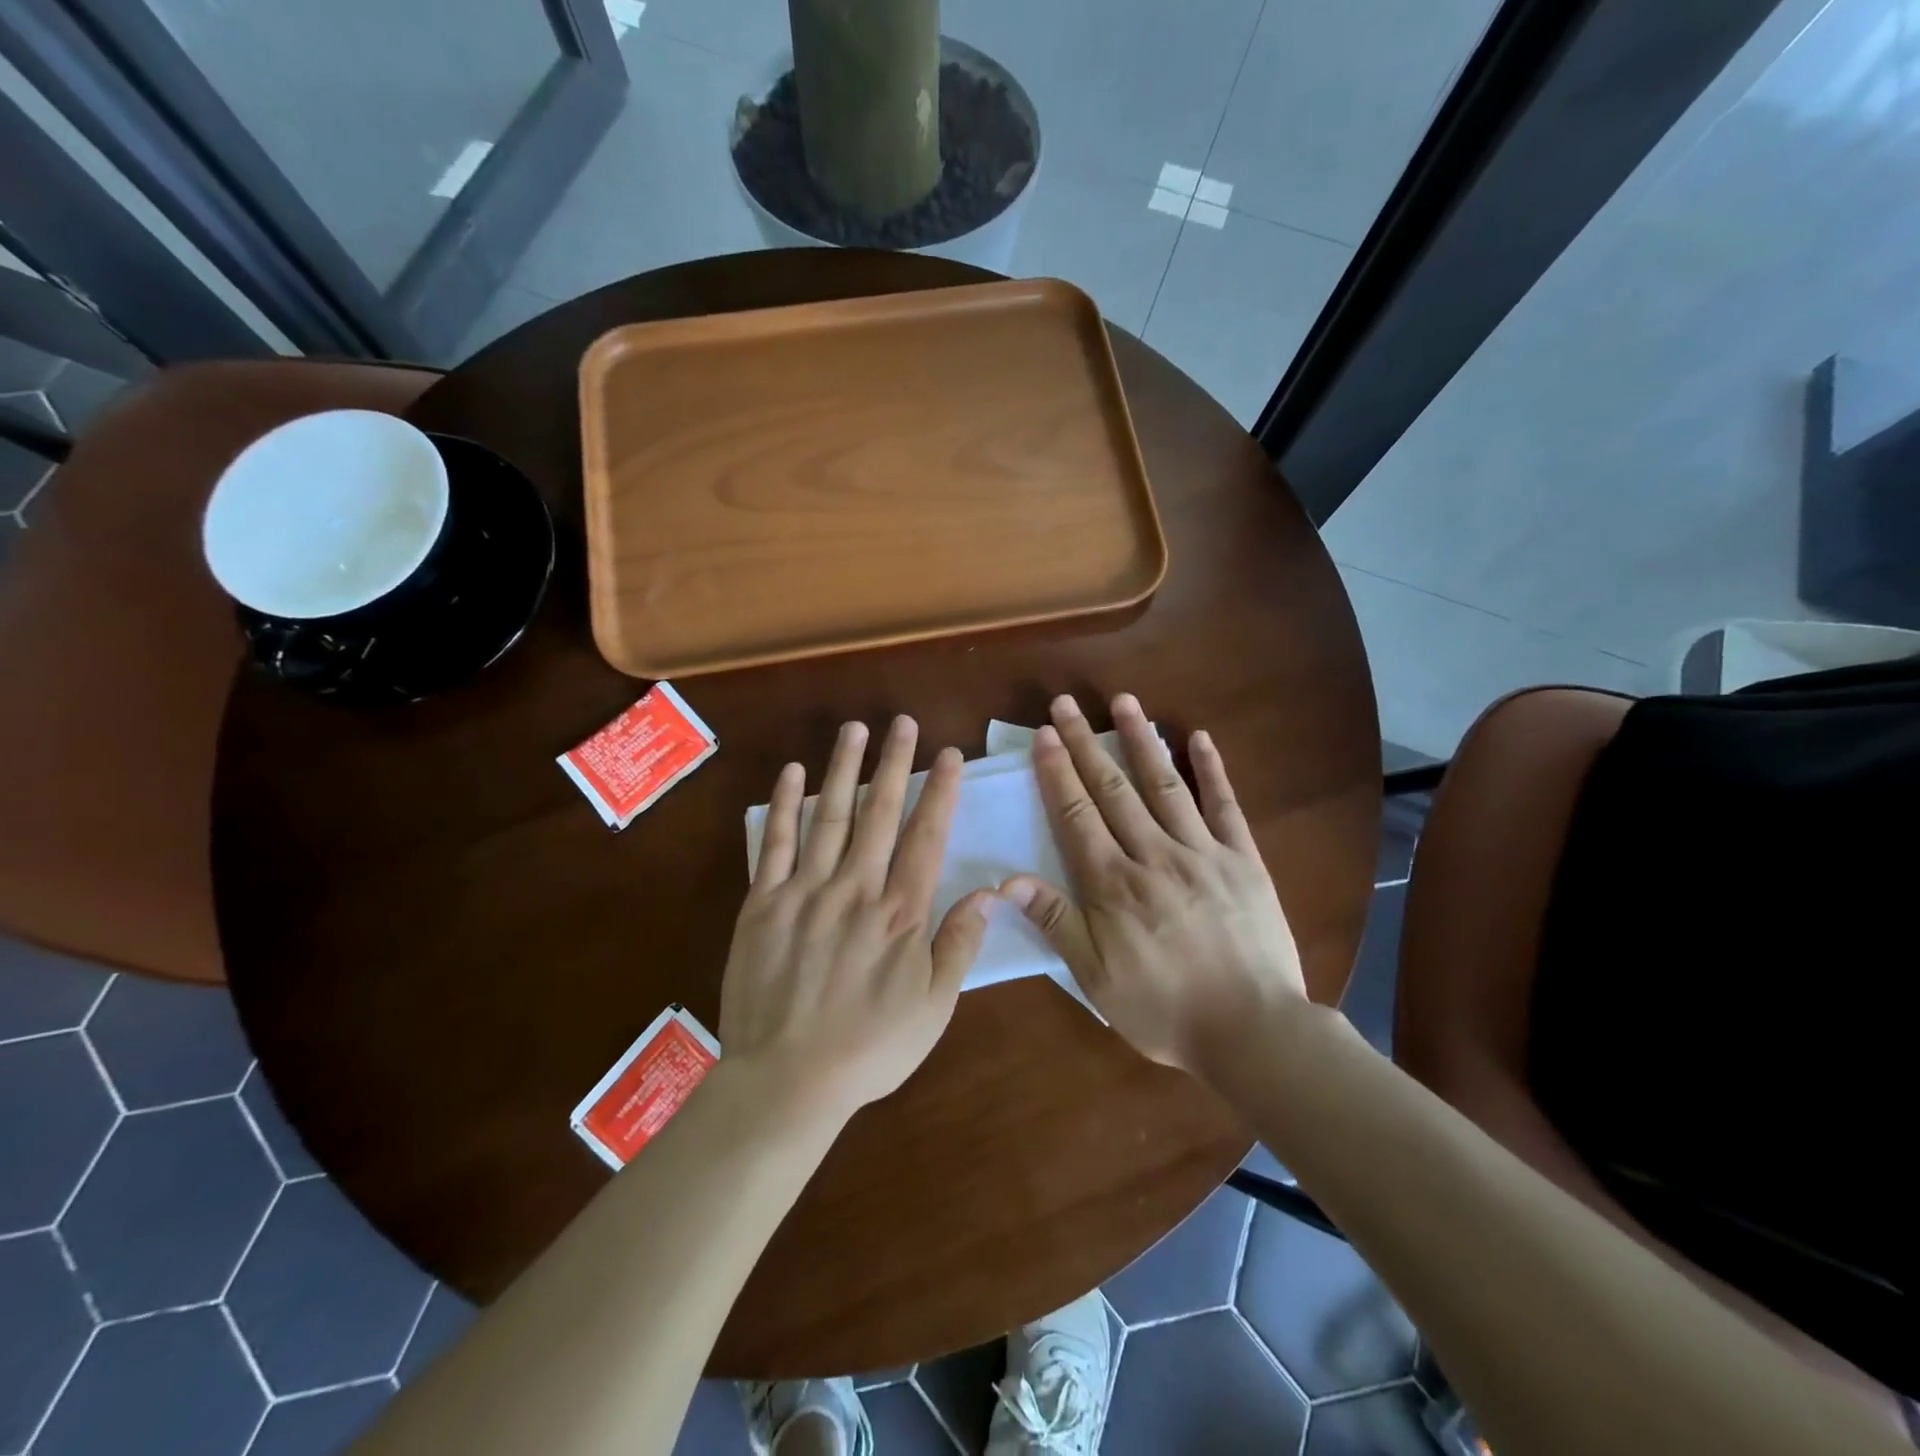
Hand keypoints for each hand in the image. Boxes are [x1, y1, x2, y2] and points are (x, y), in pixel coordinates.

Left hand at [720, 716, 991, 1122]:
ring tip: (855, 729)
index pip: (926, 837)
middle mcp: (855, 888)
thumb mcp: (933, 1008)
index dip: (939, 792)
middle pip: (880, 813)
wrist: (787, 1079)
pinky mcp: (763, 902)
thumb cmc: (869, 1048)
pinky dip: (784, 806)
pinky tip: (793, 773)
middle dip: (894, 763)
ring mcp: (805, 891)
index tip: (948, 755)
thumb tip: (990, 893)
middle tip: (903, 722)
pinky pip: (774, 844)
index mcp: (900, 913)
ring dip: (843, 769)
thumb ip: (959, 945)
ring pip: (829, 816)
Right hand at [1001, 693, 1307, 1077]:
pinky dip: (1212, 769)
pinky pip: (1225, 806)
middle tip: (1066, 704)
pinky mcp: (1243, 859)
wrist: (1253, 1031)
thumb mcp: (1096, 978)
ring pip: (1164, 785)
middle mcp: (1154, 855)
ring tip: (1123, 701)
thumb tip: (1008, 881)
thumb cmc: (1164, 1009)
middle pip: (1113, 790)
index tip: (1044, 736)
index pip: (1077, 815)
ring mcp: (1202, 852)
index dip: (1058, 773)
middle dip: (1086, 744)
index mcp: (1114, 885)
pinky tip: (1199, 737)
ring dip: (1141, 740)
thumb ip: (1056, 923)